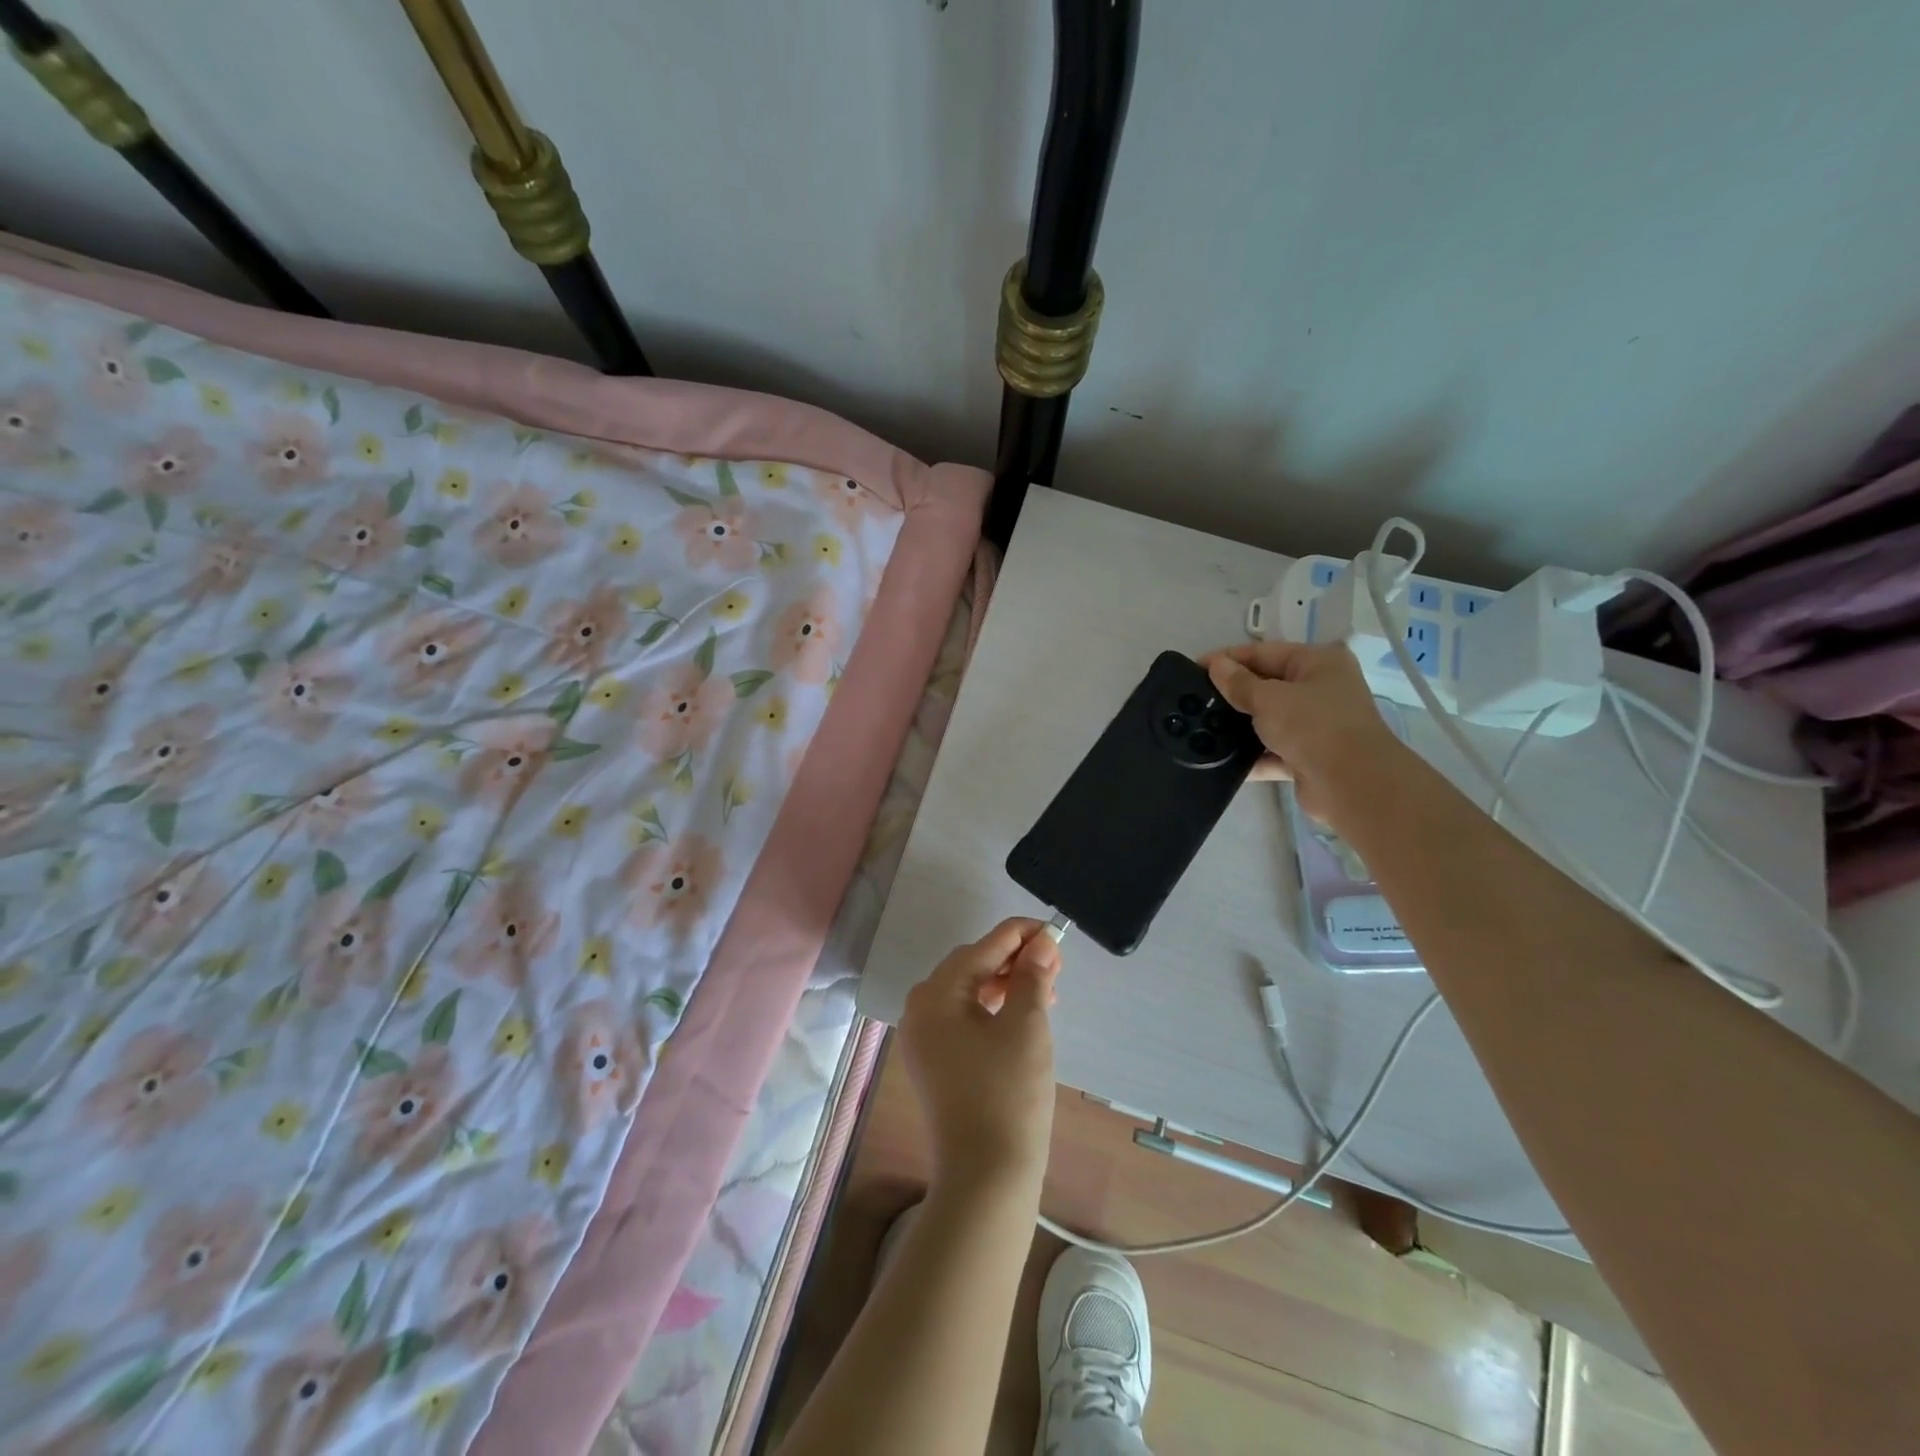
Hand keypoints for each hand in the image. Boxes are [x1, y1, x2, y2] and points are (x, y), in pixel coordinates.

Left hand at [899, 918, 1060, 1192]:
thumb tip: (1042, 942)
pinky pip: (963, 1018)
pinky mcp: (933, 1062)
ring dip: (1006, 984)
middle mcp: (919, 1009)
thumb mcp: (1027, 1026)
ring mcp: (923, 1038)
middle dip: (1014, 959)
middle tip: (1055, 964)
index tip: (1055, 931)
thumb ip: (1032, 975)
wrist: (986, 1177)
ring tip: (1046, 989)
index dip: (1021, 934)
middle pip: (971, 966)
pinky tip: (1021, 1014)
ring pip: (968, 992)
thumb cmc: (1009, 1093)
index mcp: (936, 993)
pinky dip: (992, 1009)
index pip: (982, 947)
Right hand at [1202, 640, 1403, 823]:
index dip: (1227, 659)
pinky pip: (1271, 751)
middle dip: (1232, 693)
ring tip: (1201, 728)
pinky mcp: (1308, 757)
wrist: (1352, 785)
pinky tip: (1219, 759)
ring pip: (1268, 720)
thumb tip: (1216, 665)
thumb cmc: (1313, 726)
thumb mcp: (1269, 699)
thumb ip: (1238, 683)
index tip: (1193, 668)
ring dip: (1239, 726)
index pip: (1264, 652)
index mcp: (1318, 662)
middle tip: (1193, 700)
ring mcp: (1316, 725)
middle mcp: (1320, 689)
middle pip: (1266, 685)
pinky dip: (1250, 755)